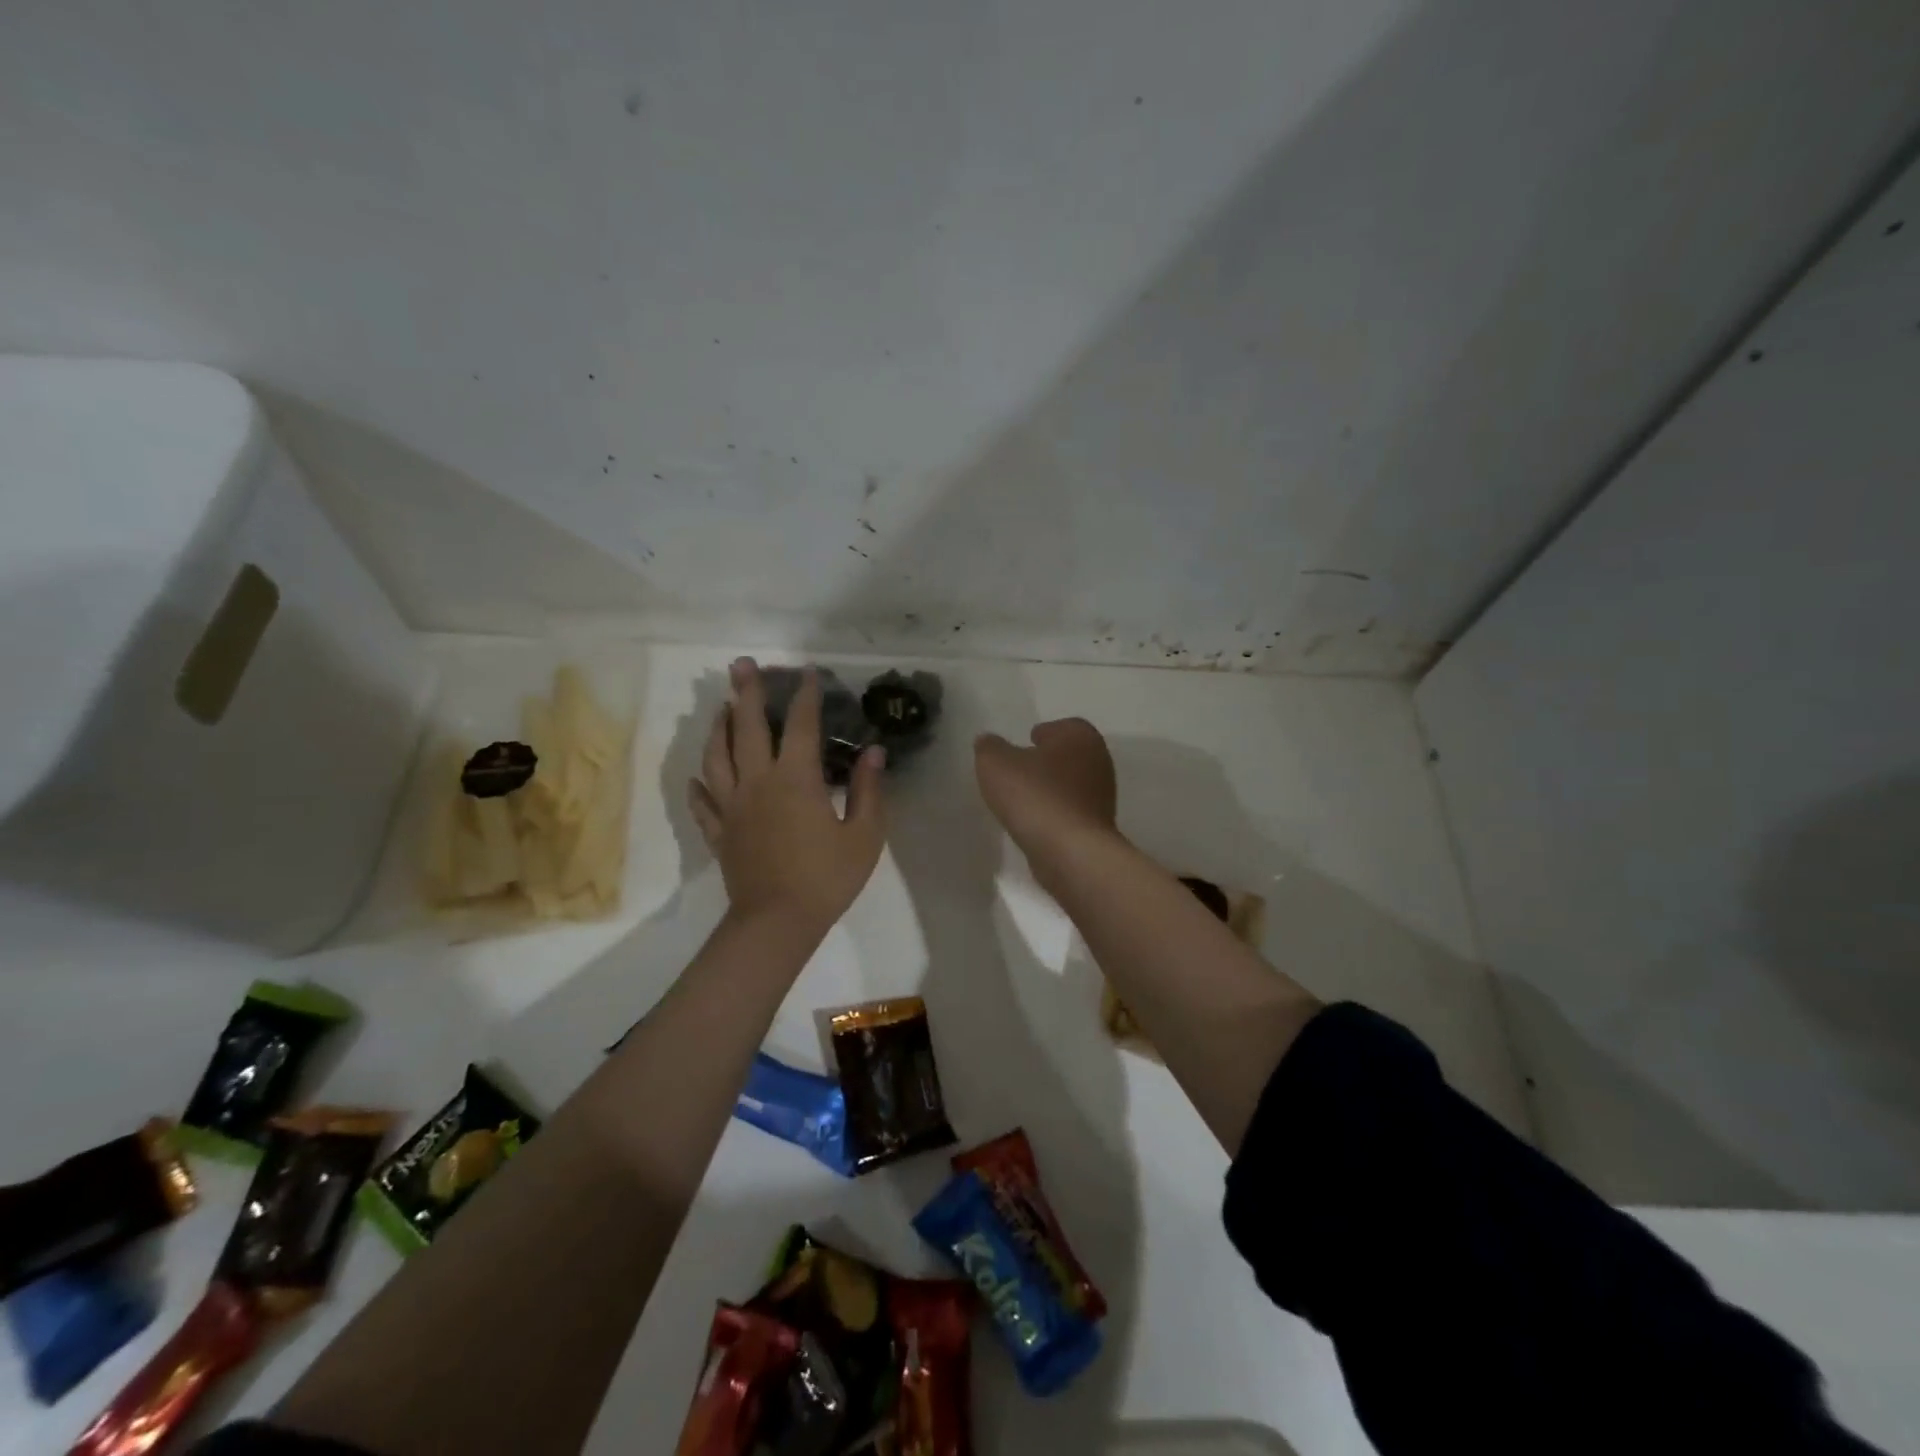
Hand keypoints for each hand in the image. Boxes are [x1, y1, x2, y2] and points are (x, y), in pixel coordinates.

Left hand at [689, 659, 885, 933]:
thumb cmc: (827, 878)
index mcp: (795, 779)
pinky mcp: (720, 831)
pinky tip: (699, 775)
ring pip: (717, 756)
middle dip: (746, 692)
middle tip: (741, 664)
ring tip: (721, 708)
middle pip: (747, 728)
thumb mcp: (864, 835)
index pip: (801, 725)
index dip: (805, 695)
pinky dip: (700, 784)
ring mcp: (732, 806)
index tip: (807, 672)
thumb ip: (869, 790)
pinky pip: (703, 802)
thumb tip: (874, 751)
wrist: (777, 922)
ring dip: (718, 727)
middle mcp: (758, 782)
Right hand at [973, 718, 1119, 874]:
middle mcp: (1099, 760)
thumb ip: (989, 747)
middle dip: (1046, 762)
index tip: (1023, 744)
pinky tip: (1035, 823)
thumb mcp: (996, 764)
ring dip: (1051, 790)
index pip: (1060, 726)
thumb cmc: (1035, 795)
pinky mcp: (1098, 826)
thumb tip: (988, 741)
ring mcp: (1103, 796)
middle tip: (1019, 771)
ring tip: (1022, 800)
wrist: (1070, 851)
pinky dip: (1055, 813)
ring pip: (1071, 785)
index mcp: (1080, 735)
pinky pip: (1070, 812)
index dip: (1041, 734)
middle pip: (1068, 755)